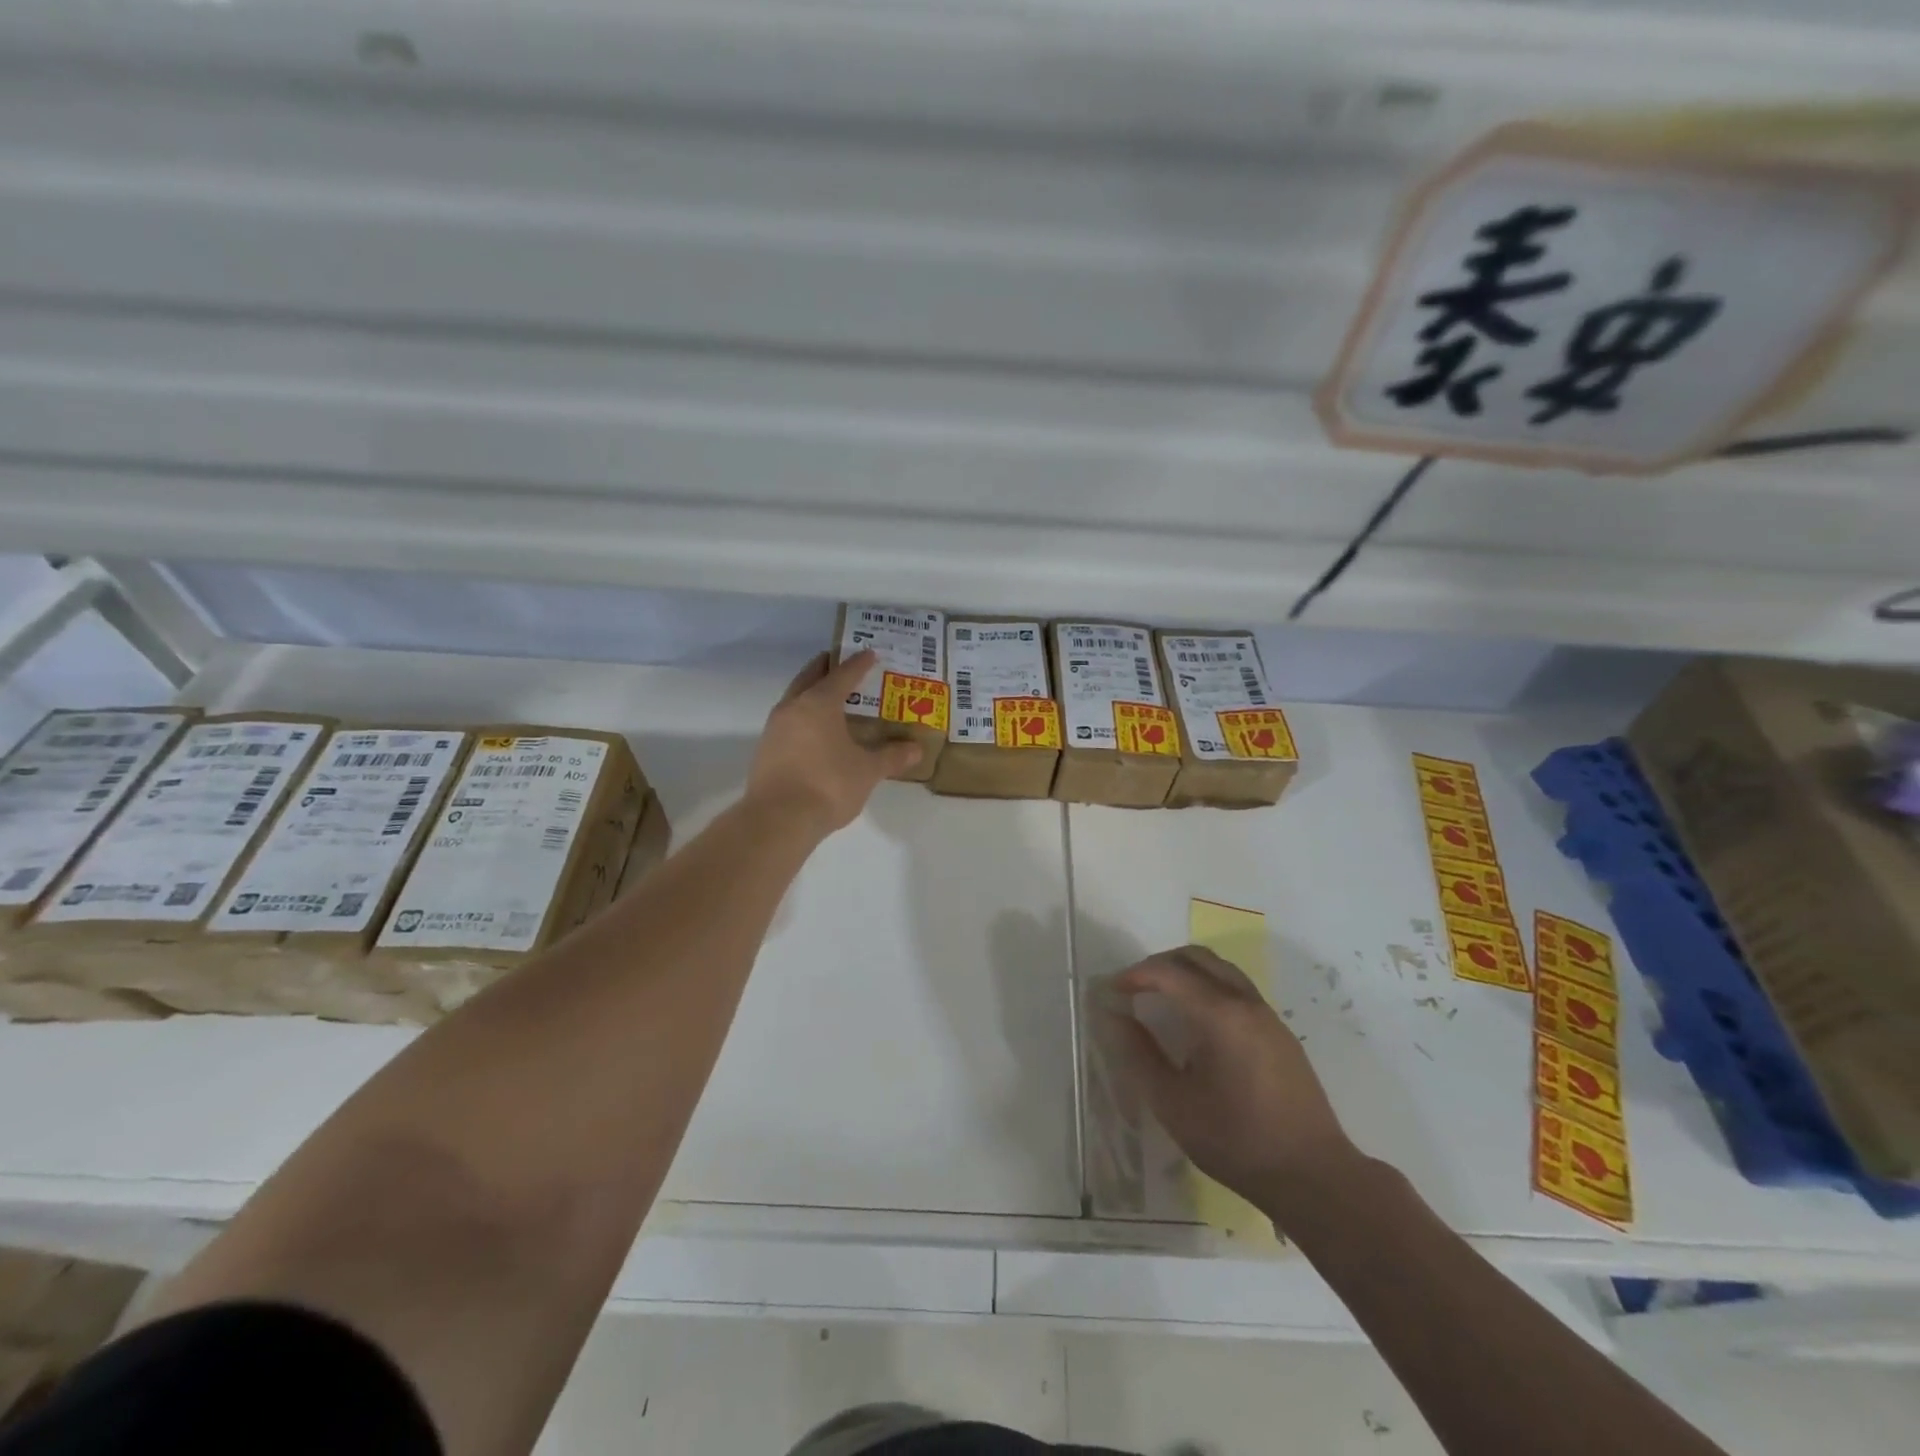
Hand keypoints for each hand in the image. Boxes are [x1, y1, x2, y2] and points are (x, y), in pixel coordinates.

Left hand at [747, 651, 921, 834]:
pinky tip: (815, 732)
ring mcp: (775, 728)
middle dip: (827, 668)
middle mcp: (793, 708)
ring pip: (795, 699)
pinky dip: (803, 717)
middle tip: (843, 663)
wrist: (777, 820)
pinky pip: (788, 722)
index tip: (870, 653)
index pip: (842, 675)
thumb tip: (916, 749)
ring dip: (812, 692)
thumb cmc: (828, 785)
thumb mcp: (867, 771)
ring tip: (831, 698)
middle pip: (810, 678)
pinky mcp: (766, 750)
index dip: (858, 664)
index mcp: (819, 703)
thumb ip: (891, 757)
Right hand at [1103, 946, 1357, 1218]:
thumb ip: (1138, 1054)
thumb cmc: (1236, 1141)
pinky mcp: (1279, 1032)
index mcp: (1219, 1015)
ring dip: (1186, 971)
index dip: (1135, 975)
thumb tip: (1113, 1016)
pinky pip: (1237, 988)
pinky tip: (1197, 1021)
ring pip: (1220, 968)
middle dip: (1159, 965)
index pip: (1168, 972)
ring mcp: (1267, 1015)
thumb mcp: (1173, 1104)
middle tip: (1134, 989)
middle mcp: (1245, 1002)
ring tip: (1162, 998)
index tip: (1112, 991)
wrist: (1313, 1175)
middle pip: (1196, 958)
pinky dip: (1208, 985)